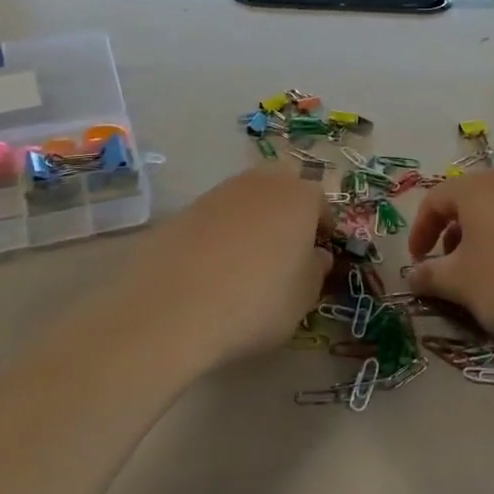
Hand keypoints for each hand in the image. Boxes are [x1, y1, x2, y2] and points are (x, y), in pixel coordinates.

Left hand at [119, 169, 331, 369]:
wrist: (171, 310)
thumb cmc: (255, 303)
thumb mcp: (302, 300)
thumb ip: (315, 271)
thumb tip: (315, 256)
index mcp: (299, 198)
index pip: (320, 203)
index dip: (323, 228)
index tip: (320, 253)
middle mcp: (260, 184)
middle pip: (282, 188)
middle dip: (287, 211)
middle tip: (286, 248)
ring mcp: (217, 193)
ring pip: (245, 199)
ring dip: (252, 220)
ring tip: (247, 260)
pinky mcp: (182, 211)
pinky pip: (213, 218)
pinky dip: (218, 235)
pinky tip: (211, 269)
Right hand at [405, 170, 493, 351]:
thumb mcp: (460, 284)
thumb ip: (430, 276)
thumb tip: (413, 275)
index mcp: (477, 187)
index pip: (435, 200)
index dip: (420, 231)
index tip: (418, 263)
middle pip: (470, 201)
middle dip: (453, 234)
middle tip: (451, 269)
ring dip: (485, 239)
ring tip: (487, 275)